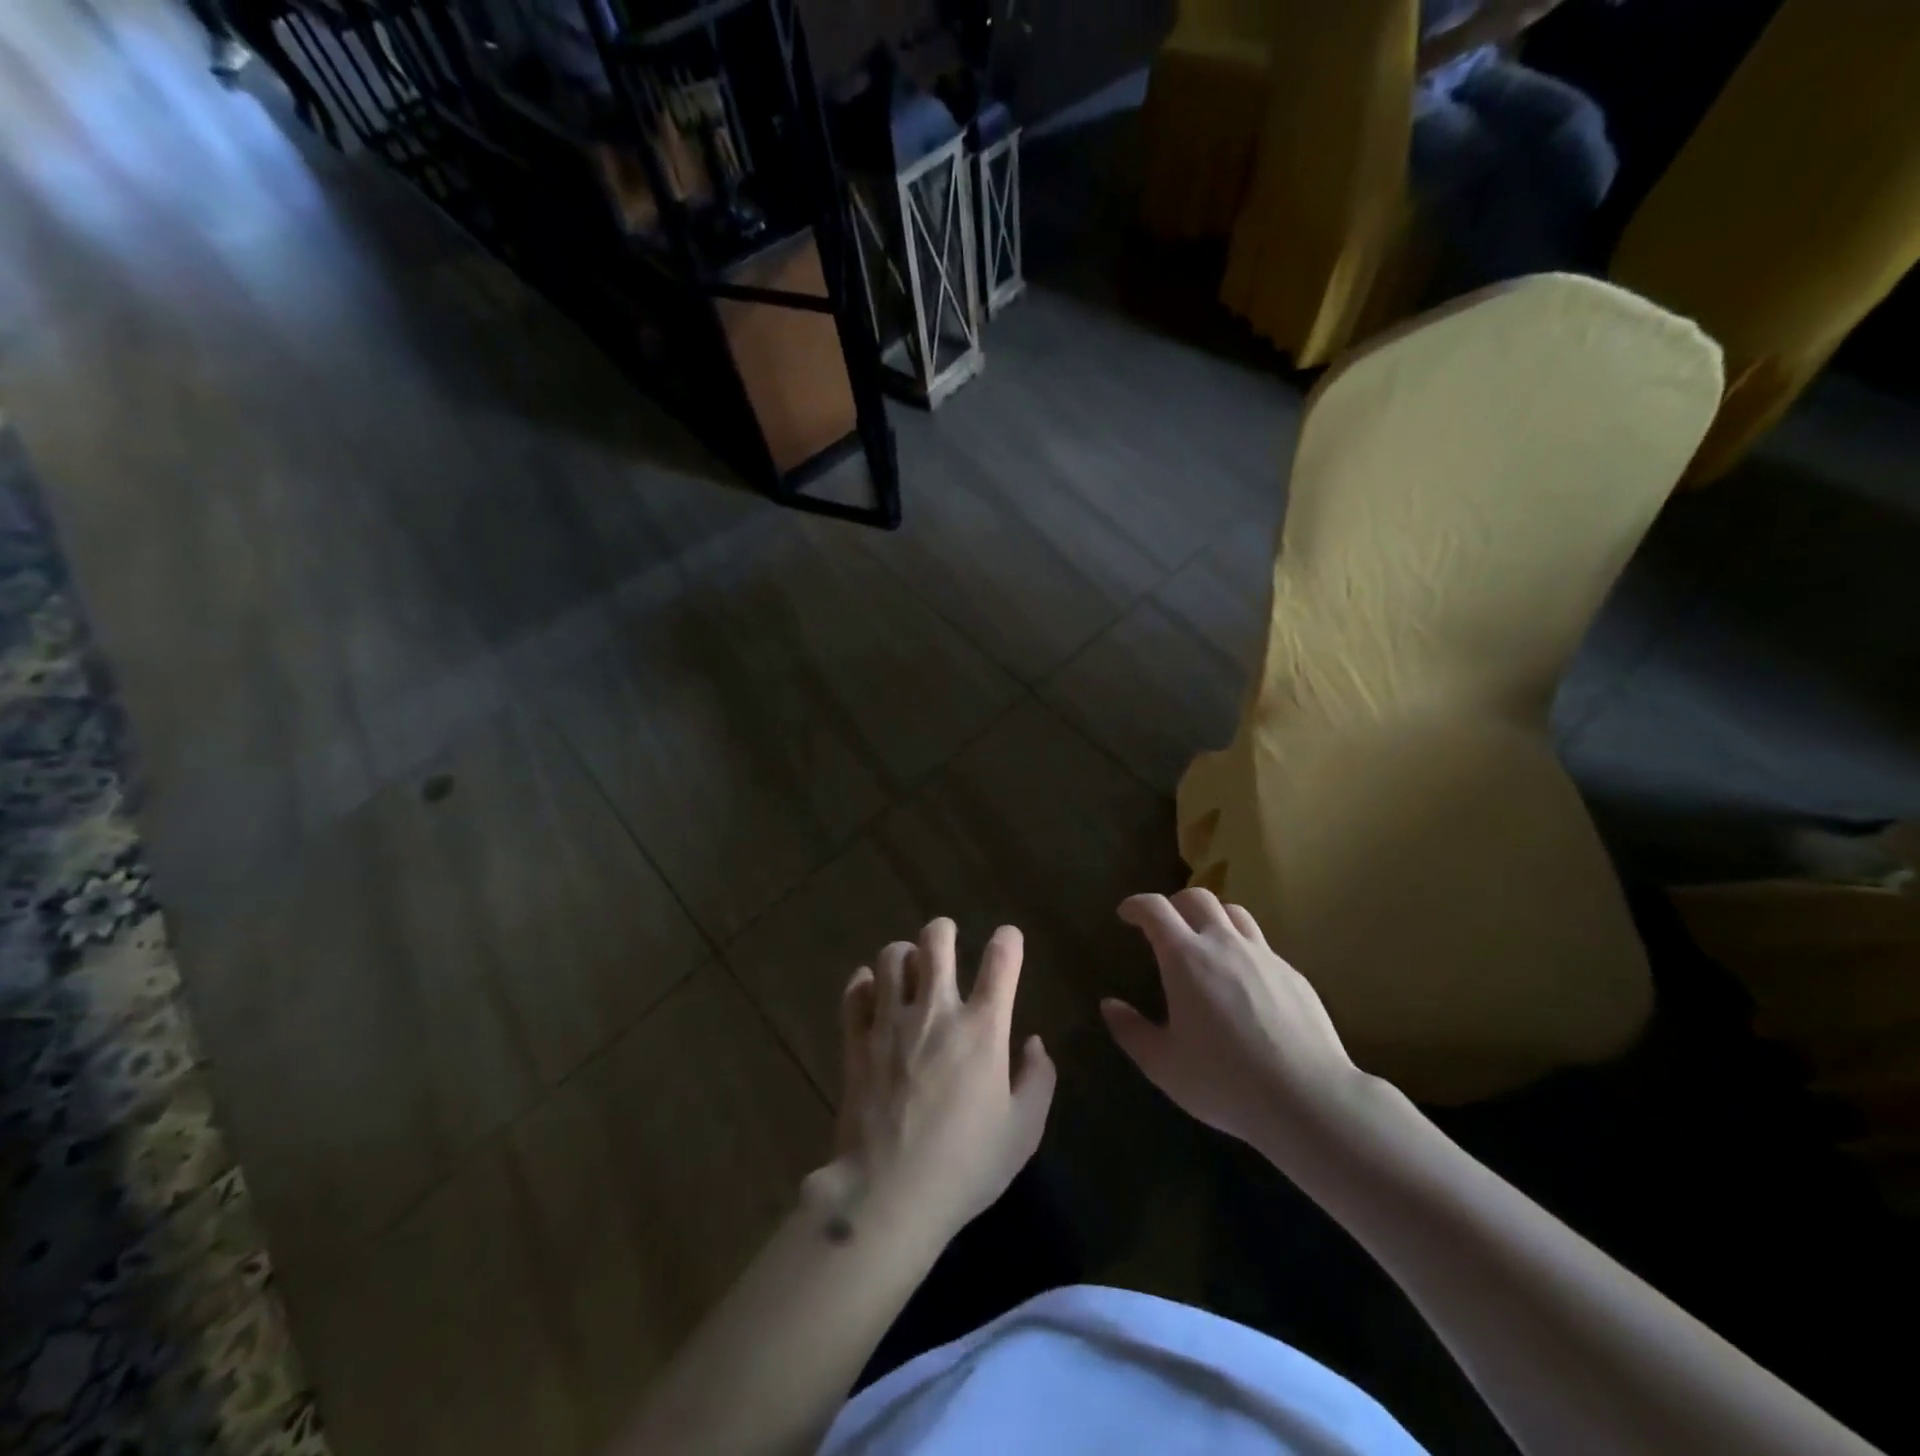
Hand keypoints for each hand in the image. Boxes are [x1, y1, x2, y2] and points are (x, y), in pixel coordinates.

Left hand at [826, 918, 1055, 1245]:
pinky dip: (866, 983)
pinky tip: (874, 993)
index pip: (1001, 961)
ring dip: (904, 955)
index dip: (1008, 941)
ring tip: (909, 969)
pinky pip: (856, 991)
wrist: (887, 1194)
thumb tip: (1033, 1042)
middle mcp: (936, 1011)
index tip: (1008, 939)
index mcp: (982, 1029)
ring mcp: (890, 1021)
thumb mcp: (1022, 1132)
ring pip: (892, 956)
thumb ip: (1038, 1080)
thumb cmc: (965, 1166)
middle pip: (936, 940)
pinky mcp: (856, 1039)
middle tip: (946, 940)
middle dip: (944, 931)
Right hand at [1103, 889, 1373, 1161]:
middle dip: (1174, 903)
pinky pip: (1261, 945)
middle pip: (1197, 897)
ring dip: (1212, 917)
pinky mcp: (1293, 974)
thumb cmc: (1224, 1081)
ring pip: (1234, 913)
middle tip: (1164, 926)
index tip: (1126, 913)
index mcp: (1186, 957)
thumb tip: (1109, 1005)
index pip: (1155, 908)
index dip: (1136, 904)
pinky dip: (1241, 948)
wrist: (1308, 1099)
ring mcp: (1263, 956)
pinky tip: (1243, 982)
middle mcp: (1224, 943)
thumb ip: (1131, 1031)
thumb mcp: (1163, 1065)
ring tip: (1204, 942)